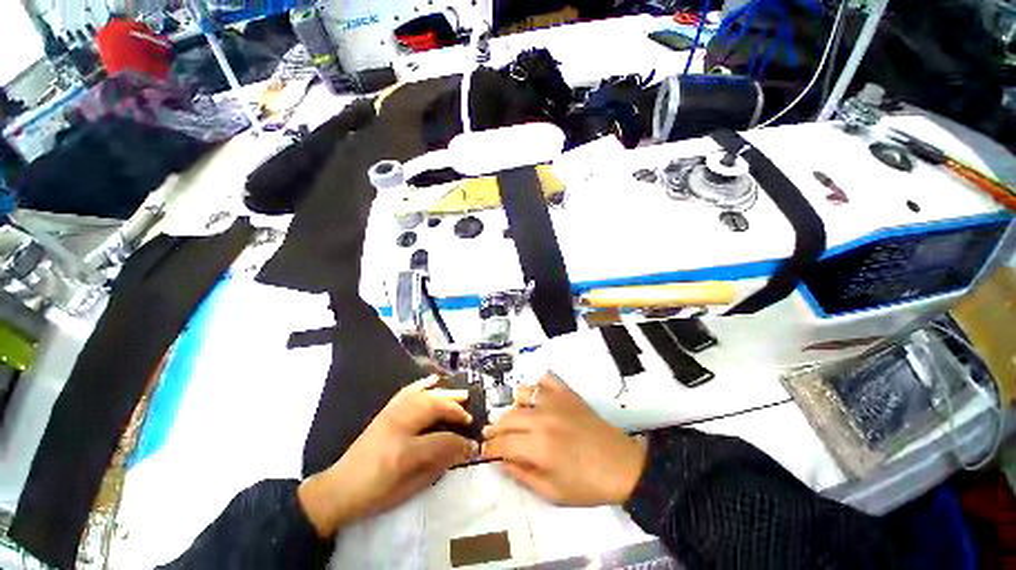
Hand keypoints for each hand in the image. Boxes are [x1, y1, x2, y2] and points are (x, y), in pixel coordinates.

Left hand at [298, 375, 477, 536]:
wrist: (339, 488)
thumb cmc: (375, 495)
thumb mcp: (409, 489)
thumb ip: (438, 466)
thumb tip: (462, 450)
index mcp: (403, 452)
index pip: (441, 440)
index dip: (460, 443)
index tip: (473, 446)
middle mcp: (398, 426)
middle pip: (433, 408)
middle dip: (455, 410)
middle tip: (469, 417)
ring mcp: (390, 415)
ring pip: (424, 396)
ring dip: (445, 394)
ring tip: (462, 396)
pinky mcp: (385, 411)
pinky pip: (408, 392)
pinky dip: (423, 384)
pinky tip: (434, 380)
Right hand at [482, 373, 645, 505]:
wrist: (622, 465)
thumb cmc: (587, 485)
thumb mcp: (552, 493)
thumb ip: (522, 476)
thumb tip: (501, 462)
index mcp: (538, 446)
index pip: (503, 443)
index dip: (489, 447)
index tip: (484, 450)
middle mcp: (542, 418)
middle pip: (508, 417)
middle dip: (495, 428)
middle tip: (493, 436)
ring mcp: (555, 401)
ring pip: (522, 394)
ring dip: (514, 407)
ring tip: (516, 418)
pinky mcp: (567, 392)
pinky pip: (546, 379)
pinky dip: (538, 386)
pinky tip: (538, 398)